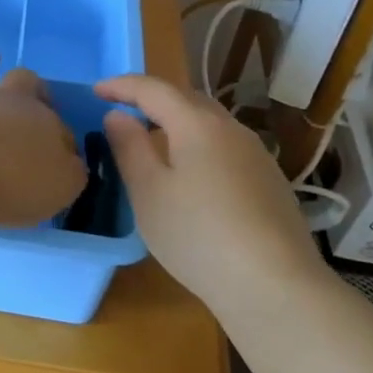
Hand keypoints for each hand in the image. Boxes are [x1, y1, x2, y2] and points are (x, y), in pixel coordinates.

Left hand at [0, 50, 85, 229]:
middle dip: (30, 83)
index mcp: (38, 117)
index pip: (58, 123)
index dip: (62, 137)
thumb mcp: (61, 185)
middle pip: (21, 80)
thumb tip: (70, 164)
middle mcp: (1, 101)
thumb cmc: (13, 181)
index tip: (63, 156)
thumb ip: (68, 173)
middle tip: (32, 89)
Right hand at [95, 75, 329, 312]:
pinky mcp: (271, 182)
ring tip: (155, 142)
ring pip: (210, 123)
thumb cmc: (199, 235)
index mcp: (197, 123)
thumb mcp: (148, 192)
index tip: (96, 91)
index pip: (153, 89)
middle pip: (186, 99)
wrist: (276, 287)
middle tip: (124, 112)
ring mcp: (257, 155)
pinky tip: (192, 176)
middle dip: (152, 100)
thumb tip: (117, 116)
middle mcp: (231, 128)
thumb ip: (129, 147)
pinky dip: (199, 146)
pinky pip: (225, 147)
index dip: (121, 86)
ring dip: (178, 123)